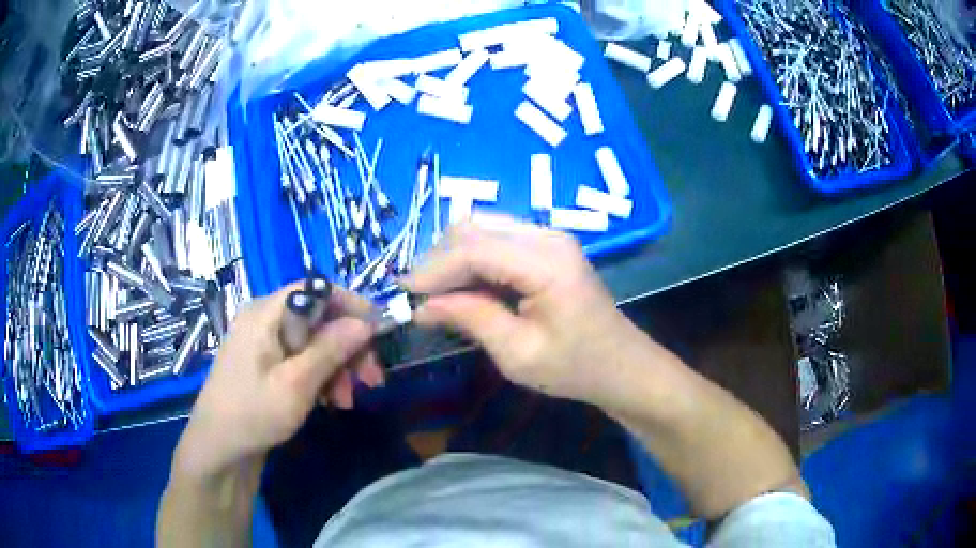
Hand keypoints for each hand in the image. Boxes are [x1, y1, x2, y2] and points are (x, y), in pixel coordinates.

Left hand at [174, 283, 383, 478]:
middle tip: (371, 380)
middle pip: (317, 318)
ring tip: (347, 400)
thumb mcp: (296, 384)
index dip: (350, 306)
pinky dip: (320, 376)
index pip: (315, 290)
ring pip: (313, 341)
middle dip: (347, 347)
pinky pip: (301, 358)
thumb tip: (365, 322)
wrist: (218, 448)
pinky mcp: (266, 363)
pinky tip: (330, 401)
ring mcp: (264, 342)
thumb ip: (330, 349)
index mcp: (266, 313)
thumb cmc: (253, 413)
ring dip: (337, 367)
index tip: (379, 333)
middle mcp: (265, 319)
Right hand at [404, 215, 641, 404]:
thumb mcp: (518, 354)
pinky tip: (462, 287)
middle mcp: (547, 237)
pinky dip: (471, 260)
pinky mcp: (546, 246)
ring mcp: (548, 237)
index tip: (404, 294)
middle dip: (439, 260)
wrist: (621, 365)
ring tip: (435, 294)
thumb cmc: (575, 367)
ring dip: (452, 258)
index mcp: (547, 262)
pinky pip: (496, 240)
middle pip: (474, 228)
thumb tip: (422, 306)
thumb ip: (470, 319)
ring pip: (482, 229)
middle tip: (419, 297)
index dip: (434, 269)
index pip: (475, 249)